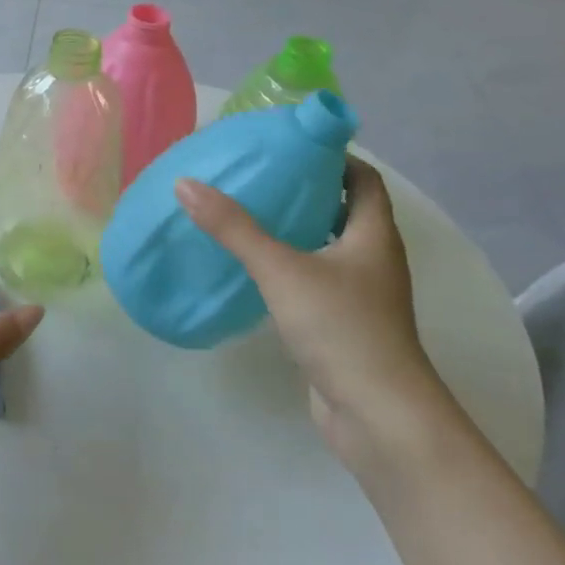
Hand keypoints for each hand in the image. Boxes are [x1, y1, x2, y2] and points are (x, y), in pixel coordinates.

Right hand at [175, 156, 451, 468]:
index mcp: (374, 235)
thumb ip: (234, 228)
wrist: (378, 417)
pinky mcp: (344, 325)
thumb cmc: (341, 329)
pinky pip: (317, 280)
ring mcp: (361, 295)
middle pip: (345, 210)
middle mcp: (374, 259)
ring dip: (297, 230)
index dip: (333, 157)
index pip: (363, 178)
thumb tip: (186, 184)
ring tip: (248, 215)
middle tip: (258, 176)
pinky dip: (291, 267)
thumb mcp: (282, 269)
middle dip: (306, 191)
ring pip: (329, 247)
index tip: (289, 147)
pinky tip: (255, 269)